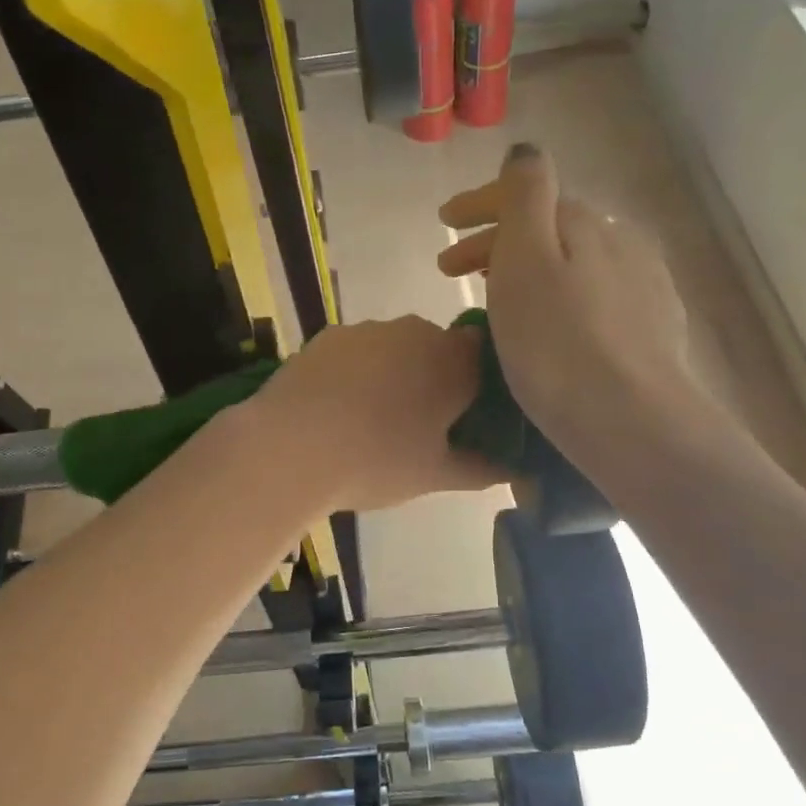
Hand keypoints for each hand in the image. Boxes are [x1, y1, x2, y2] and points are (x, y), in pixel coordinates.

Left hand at [246, 317, 501, 511]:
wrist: (288, 447)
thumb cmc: (376, 462)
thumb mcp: (435, 475)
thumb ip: (483, 468)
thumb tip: (517, 470)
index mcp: (454, 361)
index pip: (485, 357)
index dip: (479, 385)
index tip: (467, 417)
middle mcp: (416, 331)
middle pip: (439, 349)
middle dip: (435, 379)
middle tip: (420, 425)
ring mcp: (368, 330)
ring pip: (395, 348)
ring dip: (394, 373)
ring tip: (371, 419)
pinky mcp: (327, 335)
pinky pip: (357, 351)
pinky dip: (356, 371)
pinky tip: (337, 406)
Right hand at [437, 144, 698, 453]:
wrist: (631, 420)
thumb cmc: (558, 341)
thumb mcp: (526, 258)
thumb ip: (525, 195)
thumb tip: (526, 150)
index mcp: (585, 222)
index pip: (527, 194)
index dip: (480, 203)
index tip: (442, 221)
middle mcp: (621, 242)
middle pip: (548, 229)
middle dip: (496, 240)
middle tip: (450, 269)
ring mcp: (643, 286)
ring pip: (571, 263)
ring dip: (526, 269)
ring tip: (493, 295)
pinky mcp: (653, 329)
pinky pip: (591, 295)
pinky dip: (558, 296)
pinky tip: (550, 323)